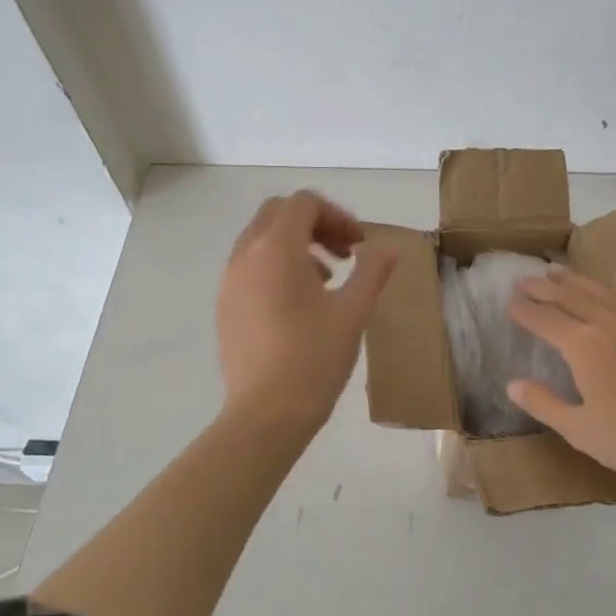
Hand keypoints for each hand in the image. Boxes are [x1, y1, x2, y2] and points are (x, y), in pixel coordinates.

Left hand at [216, 191, 397, 430]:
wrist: (267, 413)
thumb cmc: (315, 358)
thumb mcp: (353, 313)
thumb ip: (372, 273)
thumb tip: (390, 250)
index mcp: (277, 249)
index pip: (303, 203)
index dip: (337, 215)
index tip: (359, 245)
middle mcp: (246, 256)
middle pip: (277, 214)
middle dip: (314, 224)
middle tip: (344, 253)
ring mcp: (229, 282)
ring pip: (260, 240)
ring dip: (295, 245)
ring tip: (326, 279)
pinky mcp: (225, 307)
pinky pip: (249, 268)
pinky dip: (275, 267)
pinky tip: (298, 305)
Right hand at [505, 266, 615, 489]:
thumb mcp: (581, 431)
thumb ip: (545, 404)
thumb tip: (512, 385)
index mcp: (584, 347)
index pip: (545, 320)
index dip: (524, 311)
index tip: (508, 302)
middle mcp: (609, 323)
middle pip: (570, 297)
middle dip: (543, 288)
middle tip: (523, 281)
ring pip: (601, 290)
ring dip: (576, 279)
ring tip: (557, 270)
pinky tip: (615, 280)